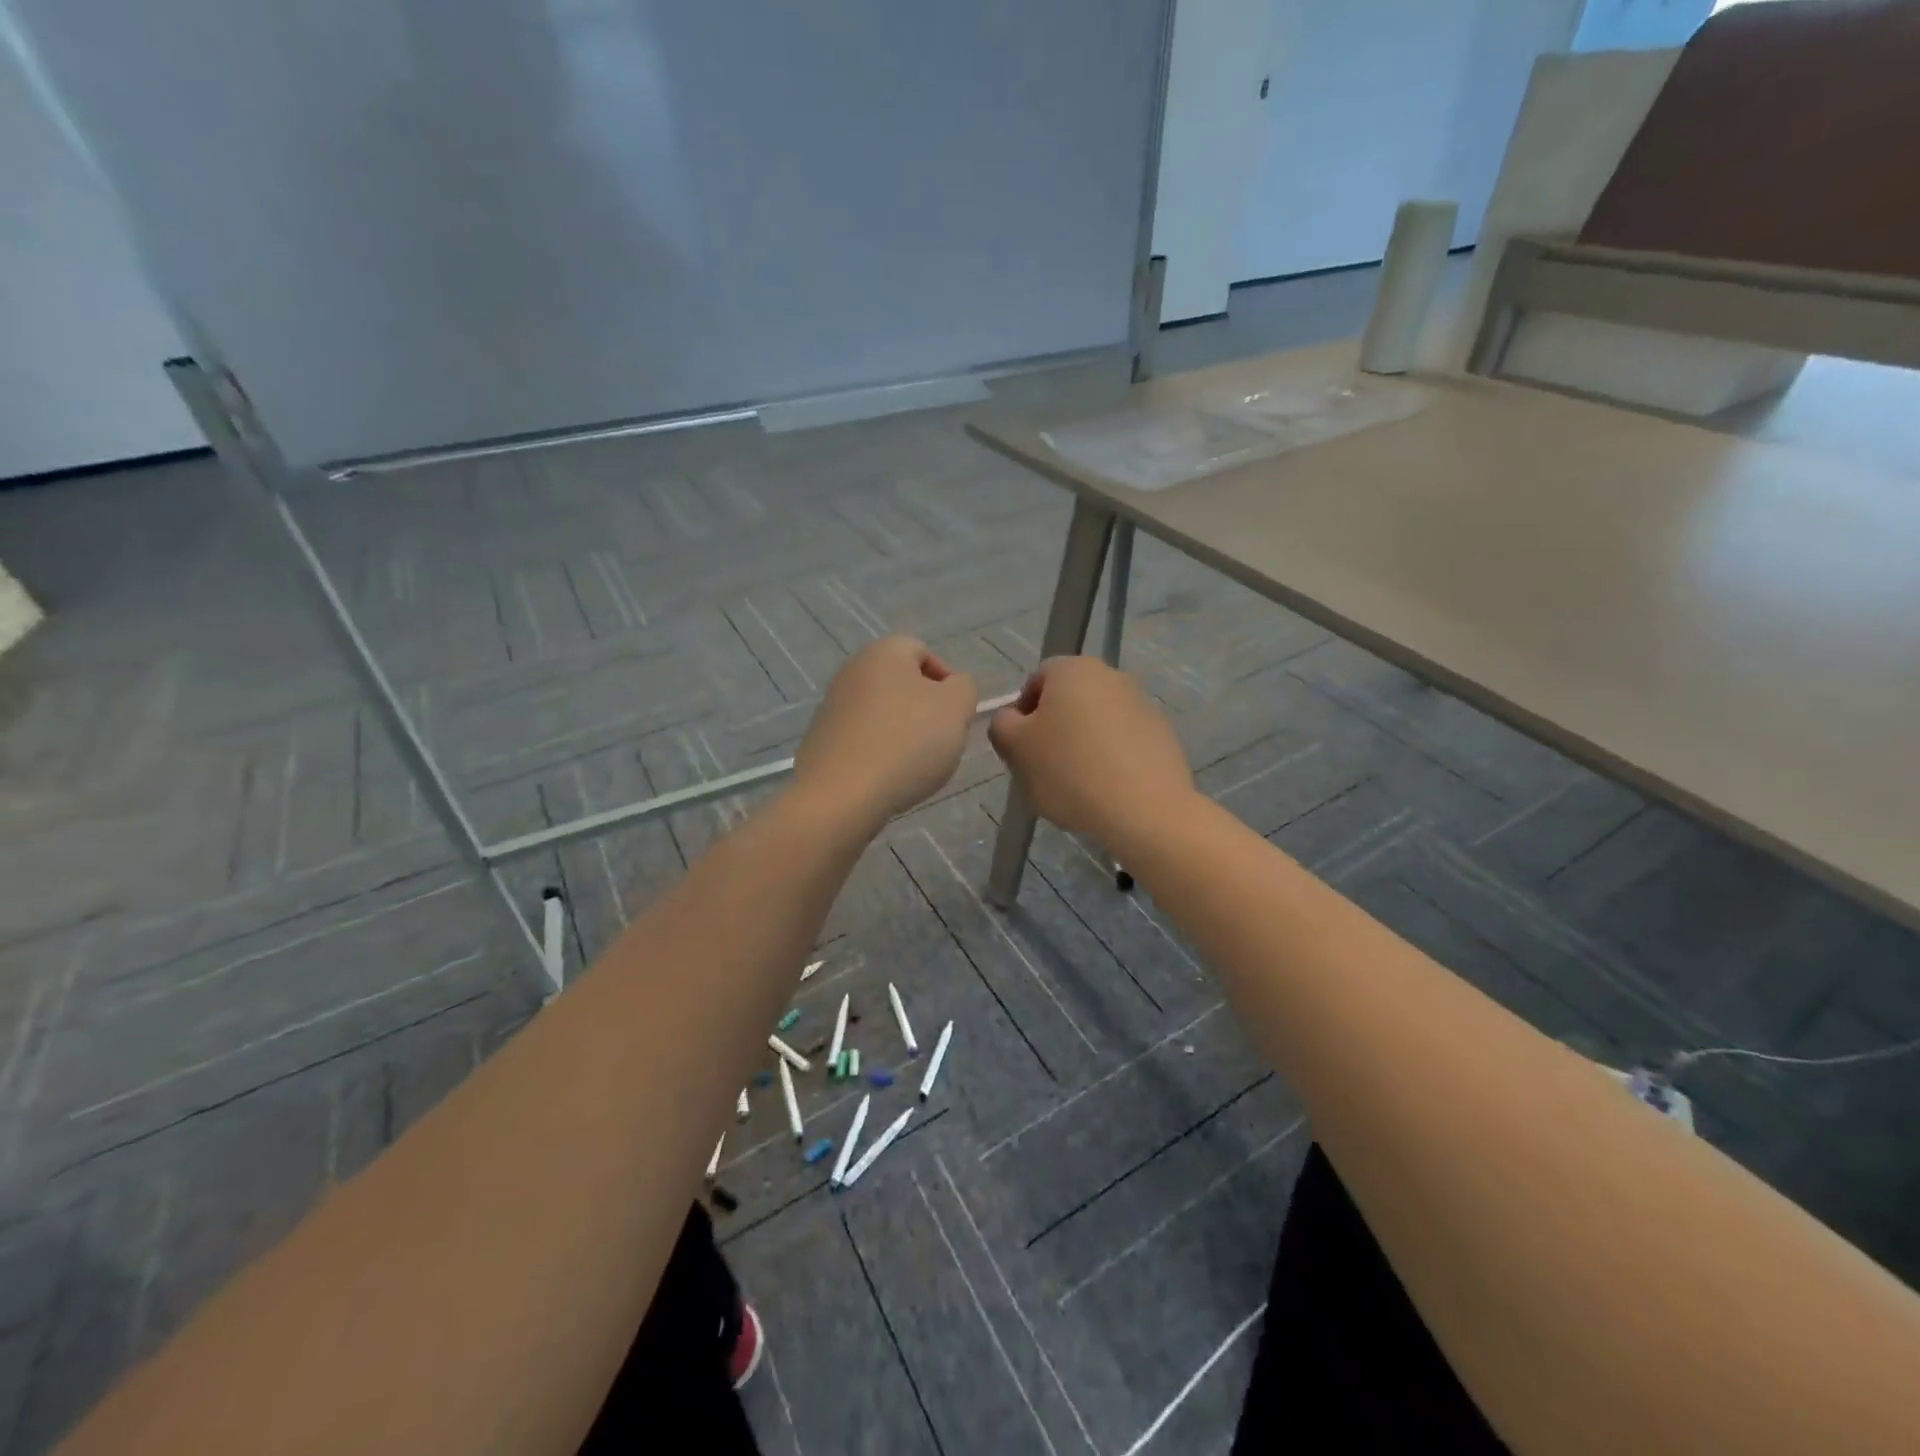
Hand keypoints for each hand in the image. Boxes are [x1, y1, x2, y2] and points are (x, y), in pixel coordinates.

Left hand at [793, 636, 976, 829]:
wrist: (842, 795)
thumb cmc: (907, 742)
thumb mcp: (956, 707)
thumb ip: (964, 688)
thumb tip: (953, 688)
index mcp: (884, 651)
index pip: (924, 652)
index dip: (947, 682)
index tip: (955, 715)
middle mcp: (852, 670)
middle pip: (902, 684)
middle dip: (925, 710)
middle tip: (940, 741)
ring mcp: (831, 705)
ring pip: (882, 713)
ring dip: (902, 734)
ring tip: (914, 766)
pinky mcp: (820, 740)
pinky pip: (862, 739)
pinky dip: (878, 753)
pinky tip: (887, 778)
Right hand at [988, 657, 1194, 848]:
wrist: (1144, 810)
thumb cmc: (1069, 772)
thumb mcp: (1014, 748)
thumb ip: (1002, 725)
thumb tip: (1012, 719)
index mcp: (1073, 670)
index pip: (1036, 680)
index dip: (1023, 713)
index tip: (1022, 747)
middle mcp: (1111, 676)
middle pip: (1069, 699)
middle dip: (1054, 728)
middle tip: (1045, 766)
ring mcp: (1142, 704)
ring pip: (1097, 720)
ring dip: (1083, 743)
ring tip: (1077, 783)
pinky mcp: (1162, 734)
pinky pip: (1123, 741)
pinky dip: (1112, 758)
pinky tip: (1106, 789)